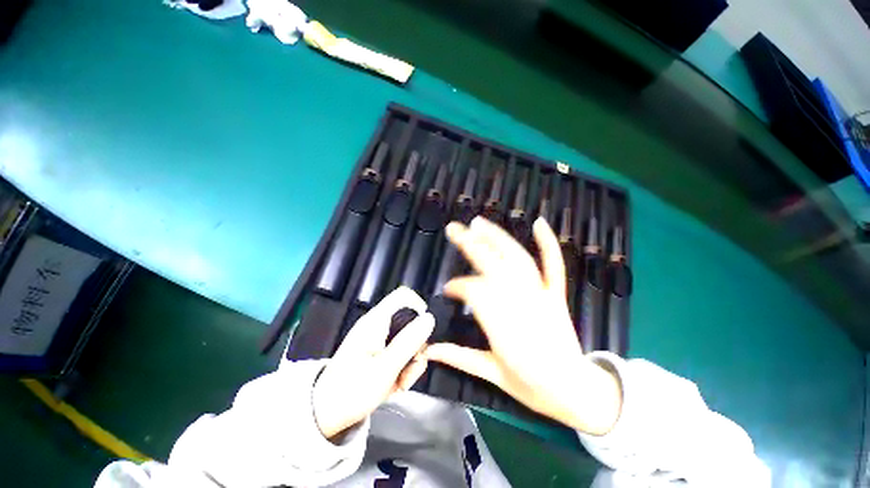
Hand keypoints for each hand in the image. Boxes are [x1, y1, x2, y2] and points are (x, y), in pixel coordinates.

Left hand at [313, 287, 434, 438]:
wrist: (324, 416)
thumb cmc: (351, 392)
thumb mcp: (385, 369)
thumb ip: (408, 341)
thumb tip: (429, 318)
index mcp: (376, 321)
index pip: (404, 296)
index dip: (419, 308)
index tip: (424, 333)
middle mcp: (378, 324)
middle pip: (410, 319)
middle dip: (417, 343)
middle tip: (412, 367)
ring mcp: (377, 338)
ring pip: (407, 337)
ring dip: (411, 359)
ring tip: (403, 382)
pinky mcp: (377, 351)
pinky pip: (400, 350)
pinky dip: (403, 365)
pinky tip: (397, 383)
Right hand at [425, 217, 621, 434]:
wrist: (575, 391)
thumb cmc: (531, 386)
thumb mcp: (492, 374)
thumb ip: (459, 357)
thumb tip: (428, 350)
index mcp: (502, 326)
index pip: (473, 291)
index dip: (457, 286)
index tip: (448, 290)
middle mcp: (521, 304)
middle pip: (492, 265)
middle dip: (470, 245)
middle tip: (452, 229)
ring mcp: (542, 296)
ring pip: (517, 259)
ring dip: (497, 238)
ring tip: (478, 222)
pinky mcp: (556, 295)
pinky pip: (554, 265)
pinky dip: (548, 243)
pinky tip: (539, 223)